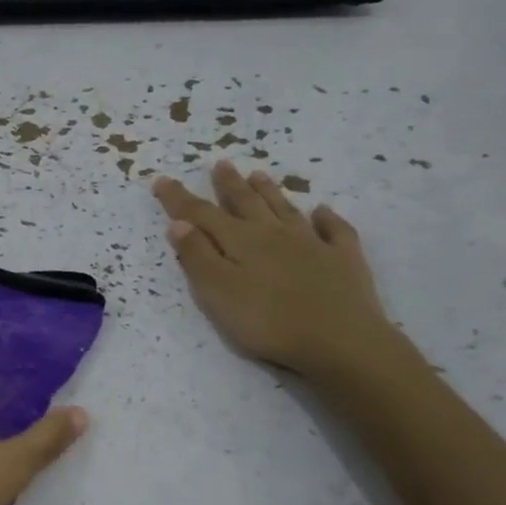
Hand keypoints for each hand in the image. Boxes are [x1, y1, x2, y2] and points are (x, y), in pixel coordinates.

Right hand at [153, 159, 396, 380]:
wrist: (340, 341)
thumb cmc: (268, 321)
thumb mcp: (218, 292)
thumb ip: (197, 257)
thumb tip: (178, 223)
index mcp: (240, 241)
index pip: (201, 214)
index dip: (179, 198)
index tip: (161, 179)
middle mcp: (274, 234)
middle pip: (246, 203)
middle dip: (229, 184)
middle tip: (221, 164)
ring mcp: (312, 243)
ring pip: (286, 209)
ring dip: (270, 192)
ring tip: (259, 174)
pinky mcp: (343, 260)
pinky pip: (335, 231)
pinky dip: (328, 219)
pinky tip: (324, 212)